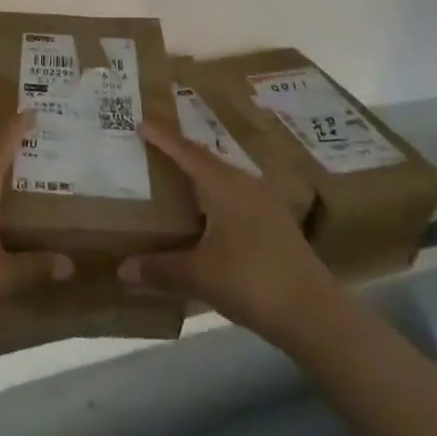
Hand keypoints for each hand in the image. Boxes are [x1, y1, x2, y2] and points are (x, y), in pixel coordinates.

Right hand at [121, 119, 332, 347]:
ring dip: (202, 176)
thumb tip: (123, 269)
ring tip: (179, 179)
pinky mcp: (277, 224)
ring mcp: (266, 204)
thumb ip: (160, 268)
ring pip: (226, 179)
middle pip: (207, 161)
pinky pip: (238, 197)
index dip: (163, 138)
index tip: (141, 123)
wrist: (314, 313)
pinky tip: (210, 215)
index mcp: (224, 186)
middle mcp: (245, 185)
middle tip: (155, 150)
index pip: (187, 153)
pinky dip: (217, 197)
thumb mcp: (199, 275)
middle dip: (181, 154)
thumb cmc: (251, 281)